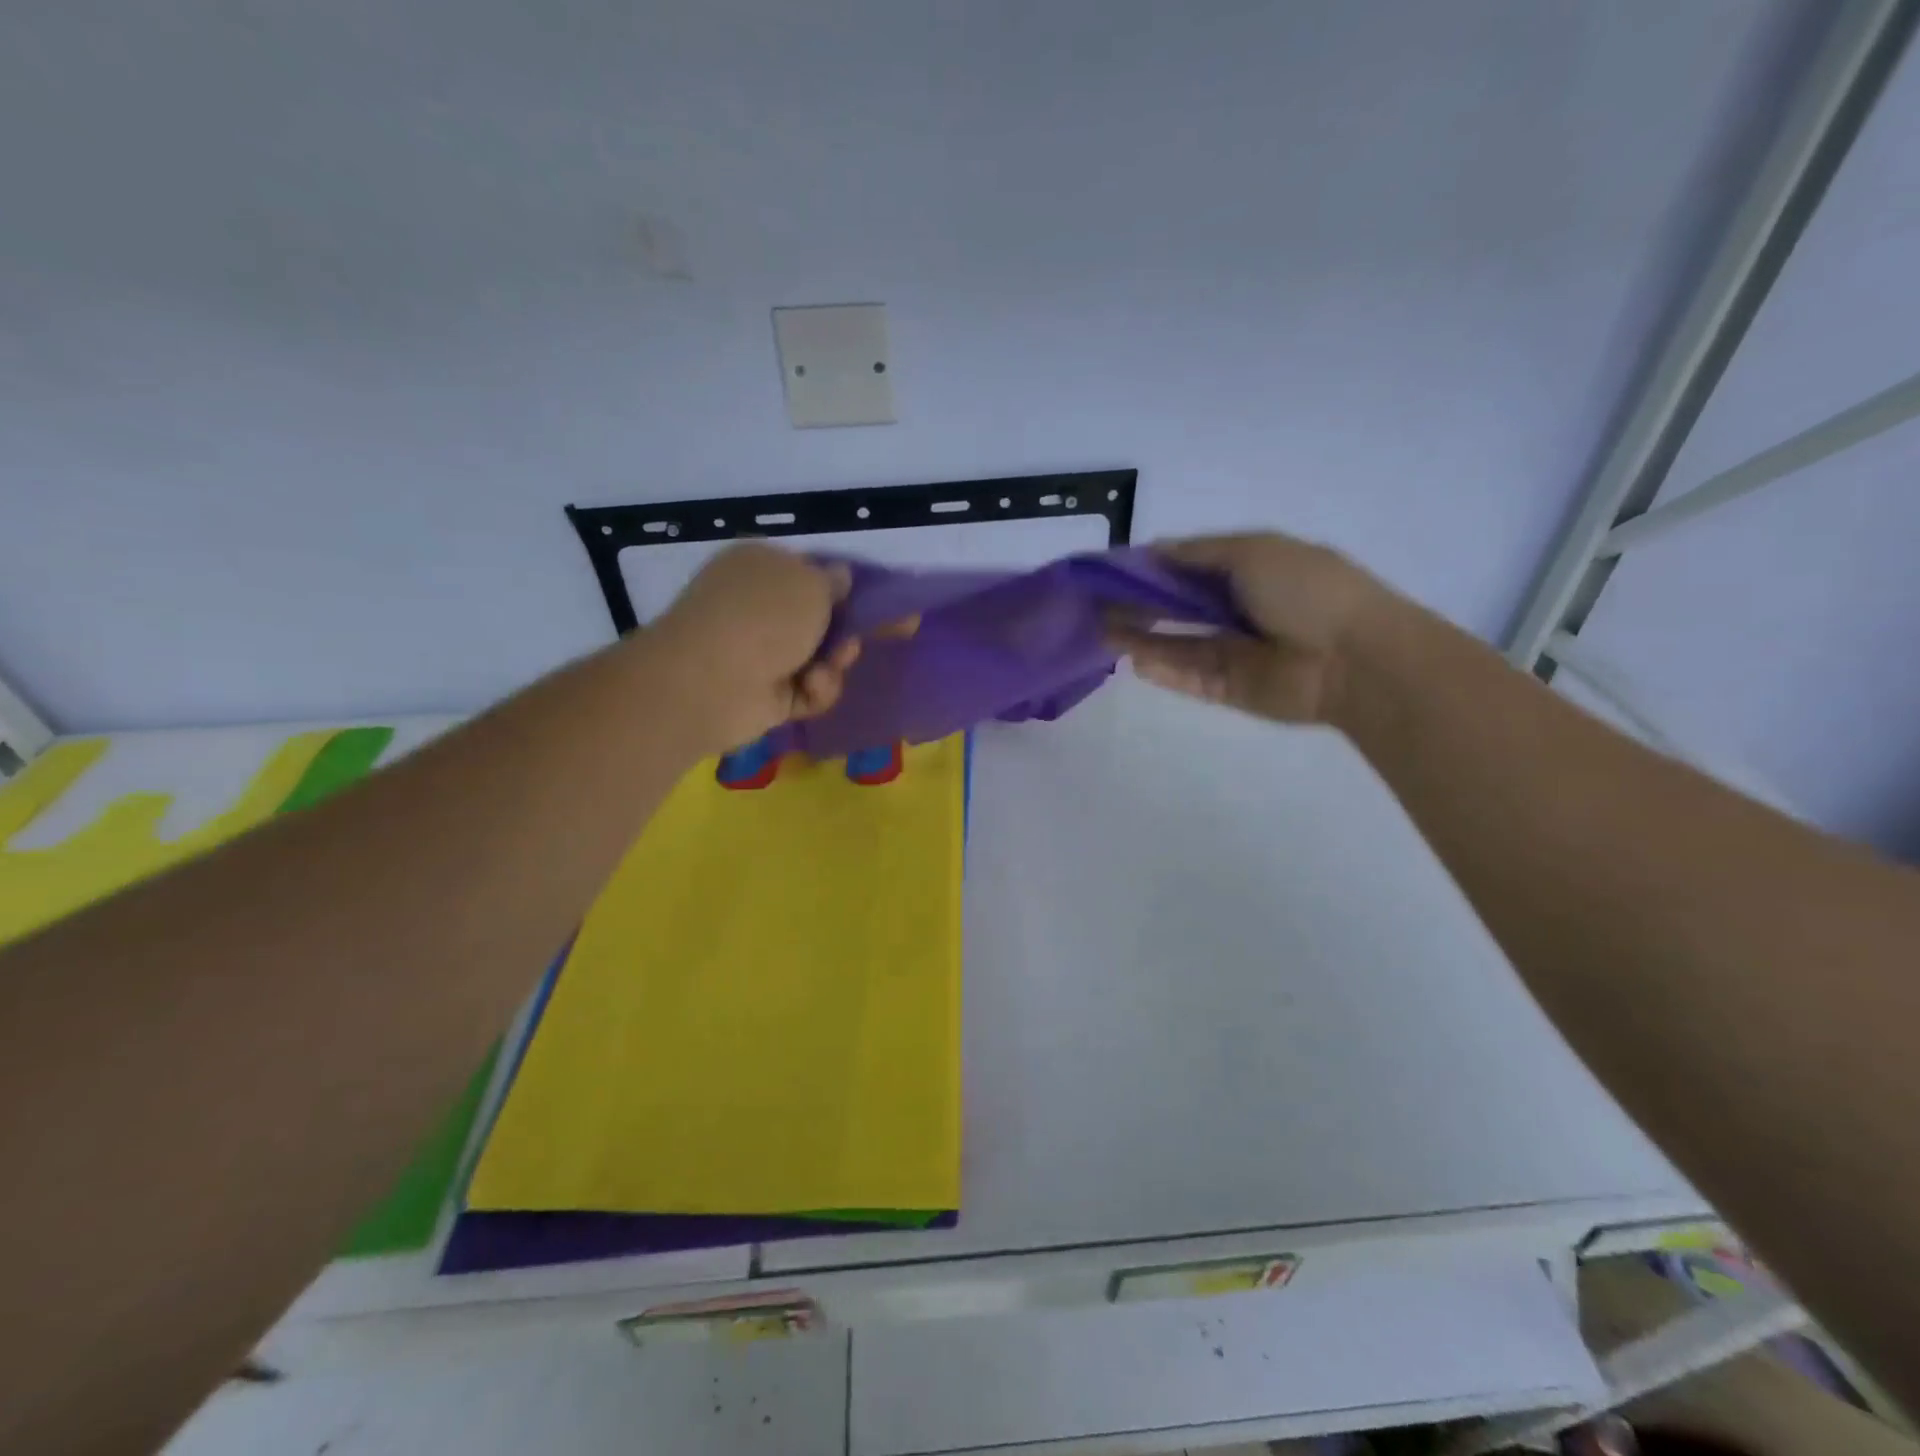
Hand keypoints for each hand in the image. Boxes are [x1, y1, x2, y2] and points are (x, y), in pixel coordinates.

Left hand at [651, 543, 859, 750]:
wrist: (714, 680)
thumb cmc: (765, 615)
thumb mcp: (813, 583)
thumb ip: (833, 581)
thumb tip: (839, 576)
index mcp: (758, 565)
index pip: (804, 571)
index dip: (836, 588)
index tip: (866, 603)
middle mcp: (755, 607)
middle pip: (814, 620)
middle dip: (841, 634)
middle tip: (853, 643)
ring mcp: (757, 653)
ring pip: (815, 659)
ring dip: (832, 665)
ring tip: (829, 668)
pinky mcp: (764, 696)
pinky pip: (806, 692)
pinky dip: (816, 691)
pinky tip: (810, 687)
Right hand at [1107, 533, 1387, 724]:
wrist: (1353, 659)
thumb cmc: (1307, 590)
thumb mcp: (1254, 551)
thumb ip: (1199, 553)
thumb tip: (1153, 549)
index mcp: (1247, 570)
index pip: (1187, 567)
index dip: (1149, 566)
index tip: (1109, 569)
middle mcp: (1236, 609)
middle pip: (1176, 607)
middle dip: (1138, 604)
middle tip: (1096, 604)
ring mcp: (1232, 652)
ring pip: (1176, 643)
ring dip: (1141, 637)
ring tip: (1102, 631)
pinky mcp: (1229, 689)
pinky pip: (1188, 677)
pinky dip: (1163, 670)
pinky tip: (1133, 661)